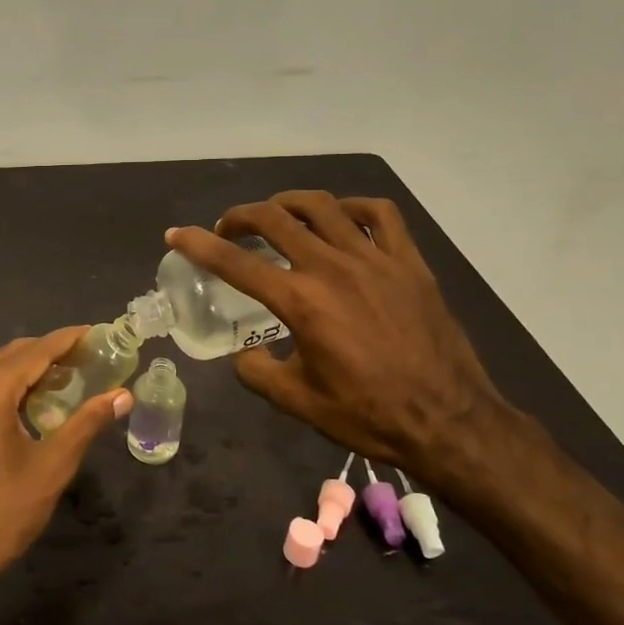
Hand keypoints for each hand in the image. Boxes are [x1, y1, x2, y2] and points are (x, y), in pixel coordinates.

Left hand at [0, 329, 132, 590]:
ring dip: (25, 369)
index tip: (96, 332)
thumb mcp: (52, 467)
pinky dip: (3, 386)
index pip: (35, 351)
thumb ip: (87, 423)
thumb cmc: (3, 512)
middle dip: (49, 351)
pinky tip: (24, 404)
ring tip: (62, 379)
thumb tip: (122, 396)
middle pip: (12, 354)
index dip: (68, 339)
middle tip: (85, 358)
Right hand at [166, 192, 506, 485]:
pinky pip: (380, 214)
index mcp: (301, 302)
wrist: (447, 421)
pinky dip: (353, 207)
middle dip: (240, 217)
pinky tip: (342, 218)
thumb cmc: (369, 414)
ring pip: (322, 206)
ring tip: (276, 215)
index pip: (236, 263)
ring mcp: (375, 259)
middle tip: (228, 229)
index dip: (198, 244)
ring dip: (288, 203)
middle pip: (274, 219)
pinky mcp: (409, 262)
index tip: (176, 234)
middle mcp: (333, 268)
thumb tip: (242, 355)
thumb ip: (257, 373)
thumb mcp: (298, 401)